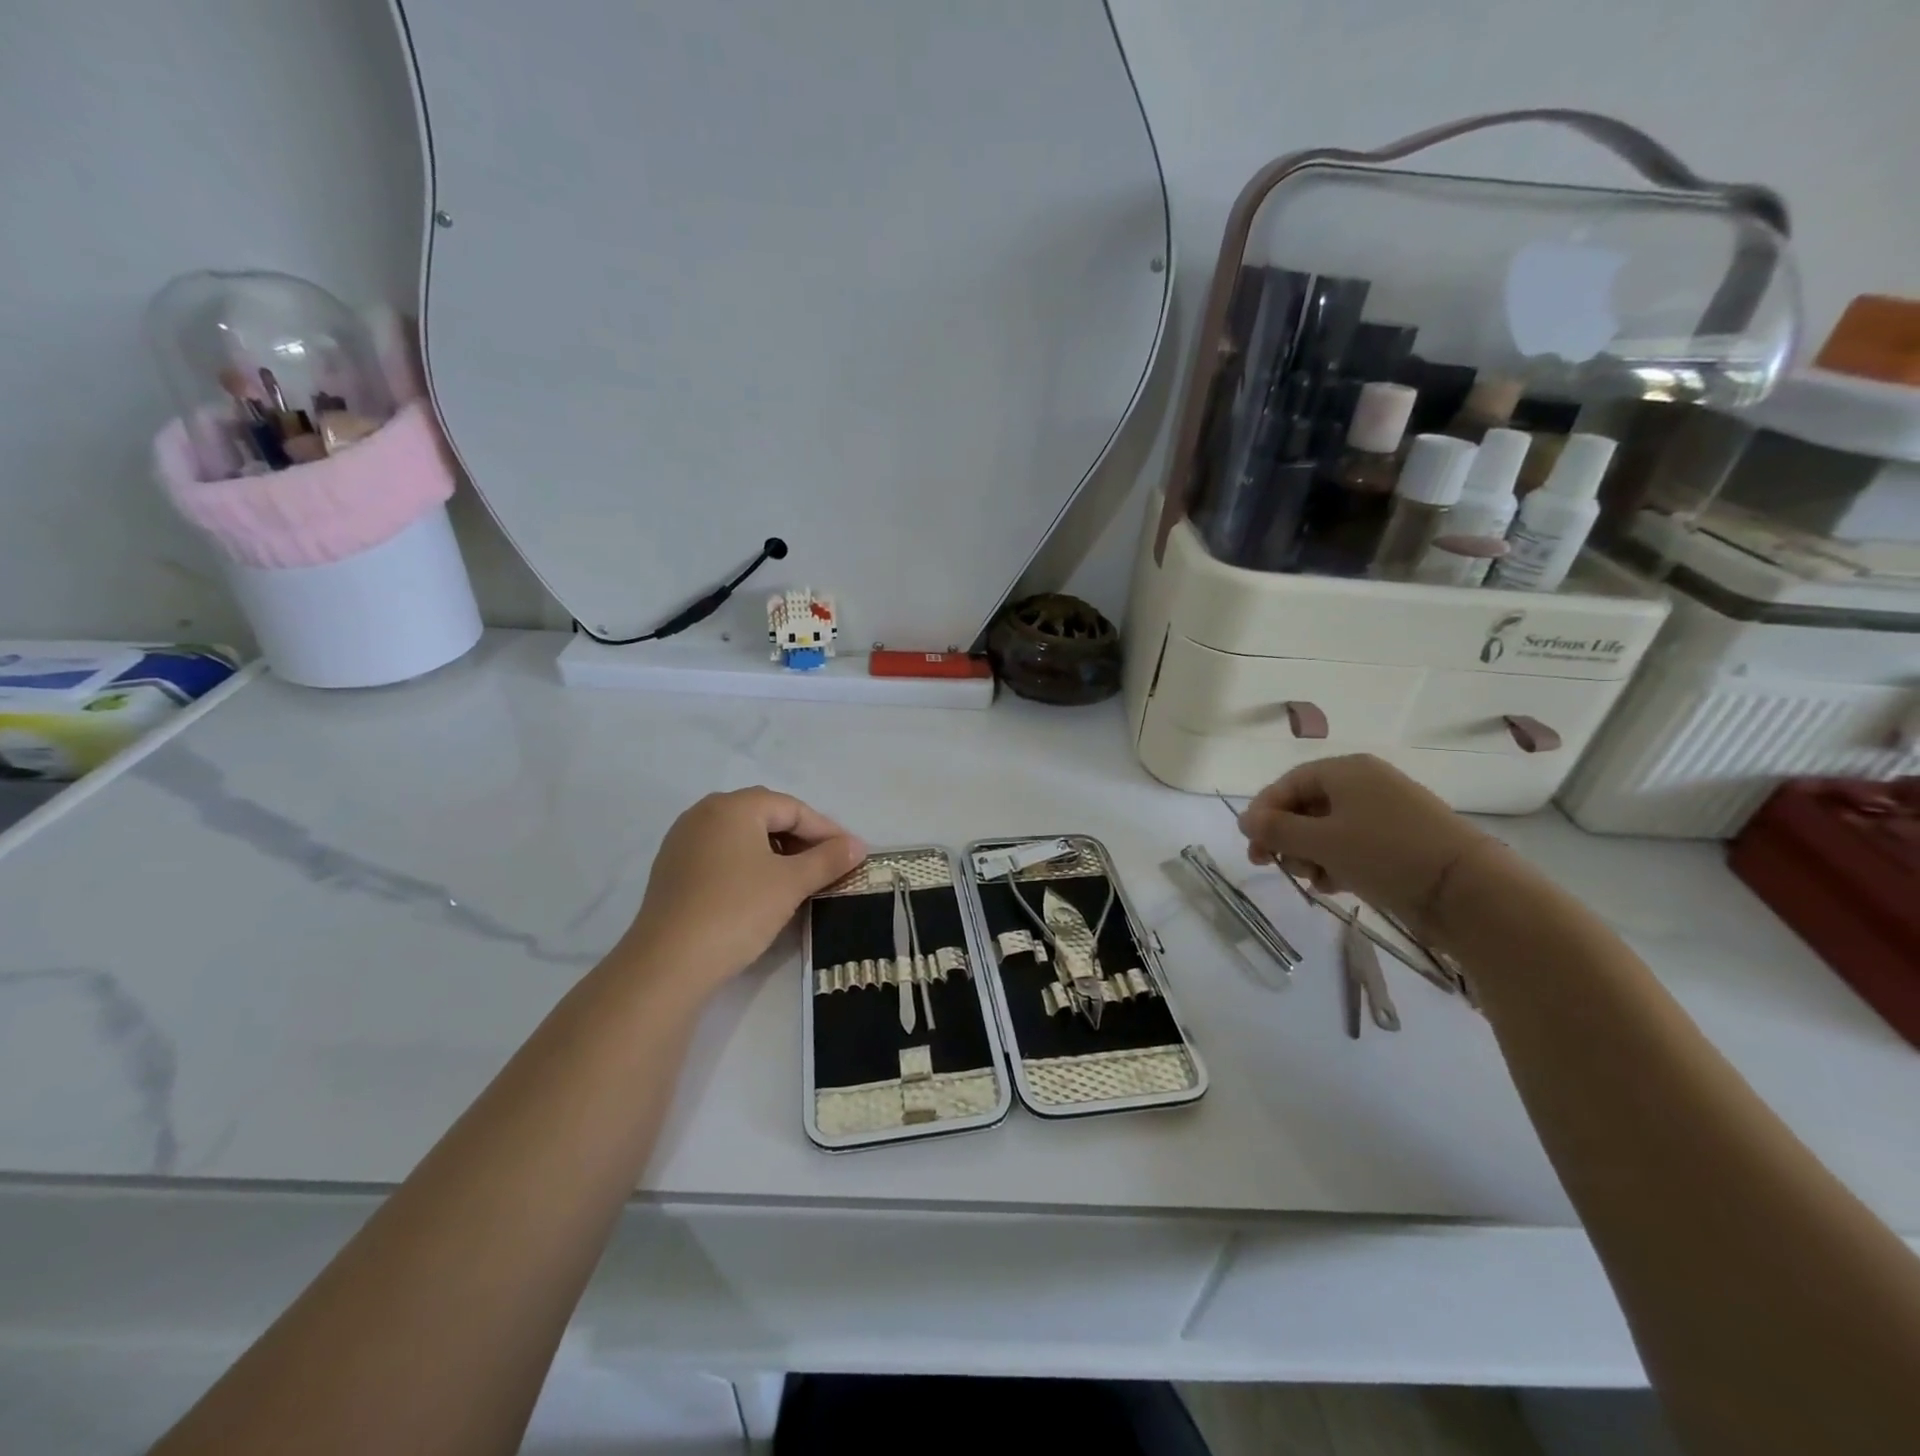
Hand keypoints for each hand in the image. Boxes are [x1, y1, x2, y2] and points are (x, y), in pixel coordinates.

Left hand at [616, 788, 863, 991]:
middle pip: (765, 816)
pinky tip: (762, 891)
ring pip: (742, 836)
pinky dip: (748, 865)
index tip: (851, 854)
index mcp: (732, 807)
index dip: (825, 830)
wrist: (668, 963)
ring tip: (799, 880)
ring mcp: (683, 842)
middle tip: (827, 865)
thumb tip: (857, 845)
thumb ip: (827, 859)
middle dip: (801, 838)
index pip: (791, 808)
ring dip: (775, 852)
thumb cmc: (737, 911)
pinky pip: (721, 855)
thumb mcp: (791, 884)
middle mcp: (704, 814)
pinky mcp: (672, 871)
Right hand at [1237, 754, 1496, 933]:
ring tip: (1312, 880)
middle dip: (1286, 838)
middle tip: (1273, 866)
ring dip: (1309, 854)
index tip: (1252, 845)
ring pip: (1328, 829)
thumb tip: (1244, 821)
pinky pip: (1353, 845)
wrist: (1466, 889)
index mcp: (1345, 771)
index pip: (1287, 784)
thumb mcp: (1320, 842)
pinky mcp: (1400, 841)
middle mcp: (1364, 784)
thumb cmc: (1384, 853)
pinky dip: (1336, 862)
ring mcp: (1385, 812)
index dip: (1264, 813)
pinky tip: (1333, 886)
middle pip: (1306, 806)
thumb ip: (1276, 830)